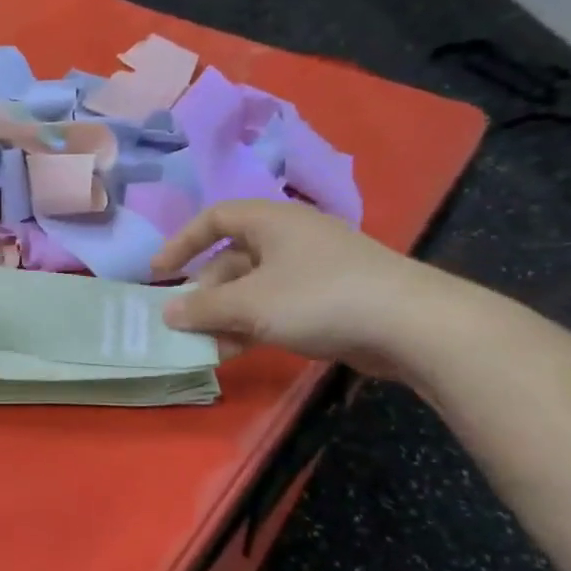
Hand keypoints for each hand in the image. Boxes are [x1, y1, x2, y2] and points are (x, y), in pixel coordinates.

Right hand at [151, 199, 452, 373]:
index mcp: (272, 221)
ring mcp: (313, 269)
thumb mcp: (249, 304)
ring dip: (226, 315)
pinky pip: (277, 306)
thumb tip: (167, 313)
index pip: (214, 218)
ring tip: (207, 346)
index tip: (159, 273)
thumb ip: (202, 308)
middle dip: (205, 292)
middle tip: (186, 323)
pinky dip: (253, 325)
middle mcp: (290, 238)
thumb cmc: (319, 298)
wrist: (411, 325)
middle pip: (232, 258)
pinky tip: (238, 352)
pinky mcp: (330, 298)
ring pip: (253, 288)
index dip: (182, 242)